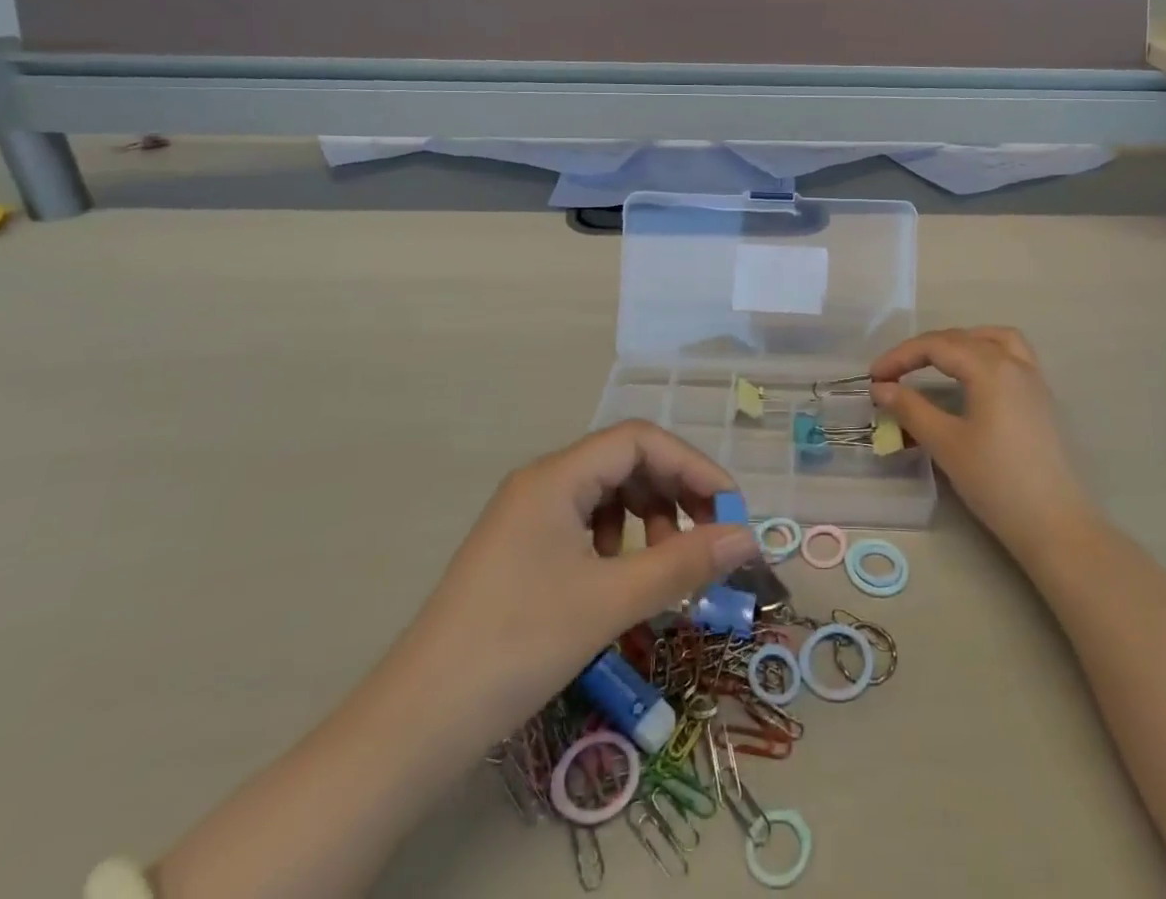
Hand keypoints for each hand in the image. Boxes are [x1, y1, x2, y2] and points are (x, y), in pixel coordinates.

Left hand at [394, 422, 758, 763]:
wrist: (417, 724)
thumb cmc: (518, 646)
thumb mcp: (609, 601)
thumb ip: (682, 563)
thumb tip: (748, 536)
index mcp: (557, 476)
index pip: (639, 440)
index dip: (691, 465)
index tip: (729, 508)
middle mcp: (542, 483)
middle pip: (625, 462)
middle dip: (674, 493)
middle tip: (707, 538)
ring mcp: (528, 516)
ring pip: (608, 493)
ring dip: (649, 518)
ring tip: (665, 565)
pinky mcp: (522, 550)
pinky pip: (586, 524)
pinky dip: (619, 541)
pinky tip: (623, 578)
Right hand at [870, 328, 1094, 557]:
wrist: (1055, 524)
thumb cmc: (996, 482)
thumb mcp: (945, 444)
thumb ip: (910, 409)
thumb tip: (881, 388)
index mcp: (990, 368)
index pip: (936, 347)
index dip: (900, 356)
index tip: (874, 377)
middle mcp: (1014, 363)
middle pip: (962, 338)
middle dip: (924, 350)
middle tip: (895, 373)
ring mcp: (1034, 380)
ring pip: (994, 339)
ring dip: (961, 342)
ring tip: (937, 360)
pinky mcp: (1042, 399)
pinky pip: (1013, 356)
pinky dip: (987, 353)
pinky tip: (974, 378)